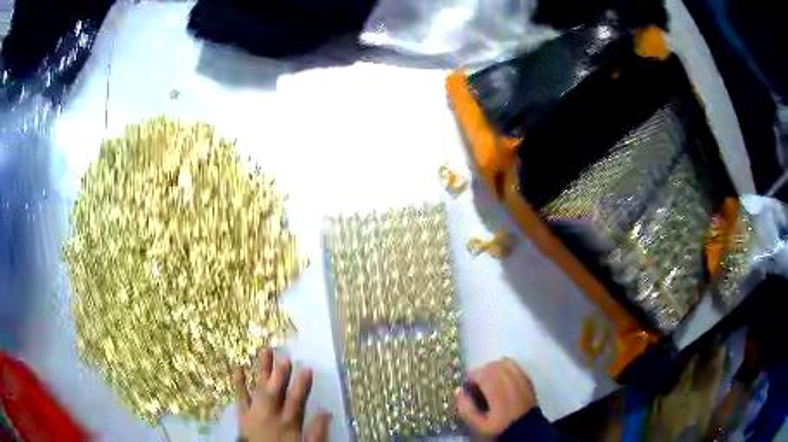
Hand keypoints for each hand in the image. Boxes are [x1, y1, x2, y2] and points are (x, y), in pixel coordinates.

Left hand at [233, 349, 330, 441]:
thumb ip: (316, 432)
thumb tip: (326, 412)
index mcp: (288, 423)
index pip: (296, 401)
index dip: (301, 385)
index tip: (307, 369)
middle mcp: (271, 414)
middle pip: (276, 391)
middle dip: (280, 375)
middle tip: (284, 357)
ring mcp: (255, 412)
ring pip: (259, 389)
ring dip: (262, 371)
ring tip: (264, 352)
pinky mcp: (242, 414)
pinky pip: (240, 397)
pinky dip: (238, 383)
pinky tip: (238, 368)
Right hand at [455, 358, 537, 436]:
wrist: (525, 427)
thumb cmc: (500, 426)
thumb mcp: (478, 424)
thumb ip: (466, 409)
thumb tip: (458, 391)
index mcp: (497, 391)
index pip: (481, 373)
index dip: (471, 378)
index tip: (468, 387)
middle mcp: (509, 380)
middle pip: (491, 365)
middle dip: (481, 372)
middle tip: (476, 385)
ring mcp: (520, 377)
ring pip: (502, 362)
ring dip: (492, 368)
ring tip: (488, 381)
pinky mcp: (526, 377)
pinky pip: (513, 364)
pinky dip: (504, 367)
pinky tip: (500, 378)